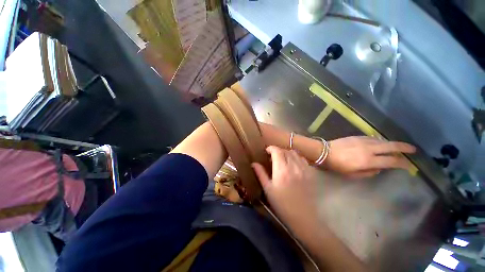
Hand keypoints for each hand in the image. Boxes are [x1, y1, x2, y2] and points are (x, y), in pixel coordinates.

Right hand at [252, 146, 319, 228]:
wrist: (303, 217)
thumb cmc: (282, 204)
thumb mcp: (268, 189)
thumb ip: (261, 174)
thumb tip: (254, 163)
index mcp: (282, 170)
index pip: (277, 151)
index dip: (271, 148)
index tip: (266, 151)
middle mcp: (294, 166)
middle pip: (285, 150)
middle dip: (278, 151)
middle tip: (273, 157)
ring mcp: (304, 169)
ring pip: (295, 153)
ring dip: (287, 153)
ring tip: (283, 160)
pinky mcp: (311, 173)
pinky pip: (303, 159)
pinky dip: (296, 158)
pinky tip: (293, 165)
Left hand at [325, 136, 415, 177]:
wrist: (323, 151)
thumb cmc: (336, 165)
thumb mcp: (353, 174)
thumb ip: (369, 172)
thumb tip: (379, 168)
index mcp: (368, 160)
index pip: (392, 161)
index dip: (403, 163)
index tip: (410, 166)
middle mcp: (369, 149)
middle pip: (391, 146)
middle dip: (404, 147)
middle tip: (413, 149)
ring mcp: (362, 140)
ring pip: (382, 140)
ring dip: (391, 144)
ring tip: (397, 147)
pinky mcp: (356, 136)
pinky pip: (372, 138)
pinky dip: (379, 141)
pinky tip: (380, 143)